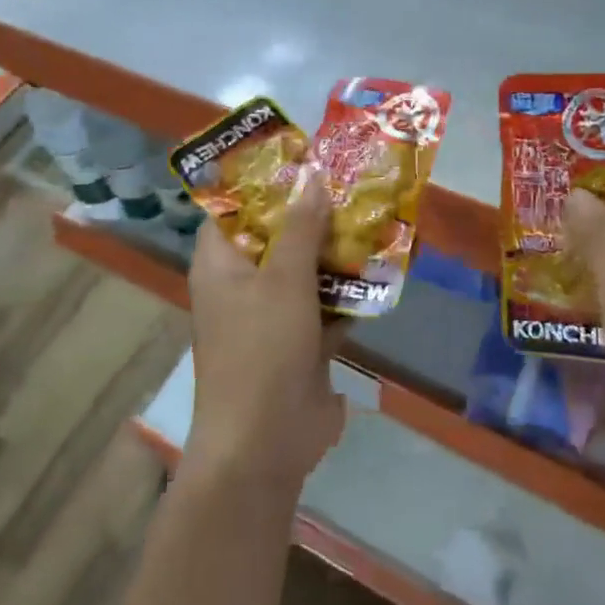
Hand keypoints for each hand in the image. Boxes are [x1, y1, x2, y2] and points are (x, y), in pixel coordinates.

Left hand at [182, 169, 345, 500]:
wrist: (265, 445)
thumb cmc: (262, 350)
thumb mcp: (284, 279)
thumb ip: (301, 227)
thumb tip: (312, 177)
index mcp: (221, 263)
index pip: (235, 207)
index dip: (266, 182)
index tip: (306, 158)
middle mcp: (242, 283)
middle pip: (278, 235)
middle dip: (315, 214)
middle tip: (354, 182)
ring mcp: (272, 314)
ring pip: (306, 270)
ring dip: (338, 251)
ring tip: (377, 213)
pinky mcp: (300, 342)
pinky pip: (325, 304)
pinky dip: (348, 291)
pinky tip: (383, 266)